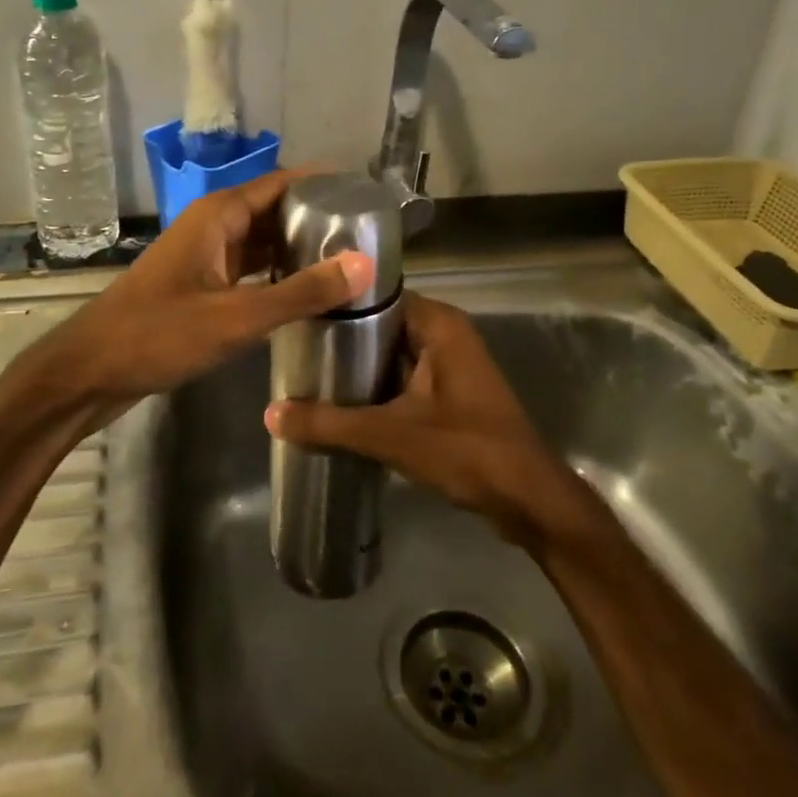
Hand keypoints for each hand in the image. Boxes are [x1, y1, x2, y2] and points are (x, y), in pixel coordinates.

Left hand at [30, 170, 371, 411]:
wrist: (90, 372)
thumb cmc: (159, 334)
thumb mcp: (236, 316)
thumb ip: (301, 293)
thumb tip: (364, 265)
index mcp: (217, 216)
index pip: (280, 183)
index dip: (321, 184)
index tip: (365, 194)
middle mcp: (211, 228)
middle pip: (272, 211)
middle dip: (315, 219)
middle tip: (367, 235)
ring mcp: (203, 258)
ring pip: (259, 243)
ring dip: (296, 249)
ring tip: (346, 262)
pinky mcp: (198, 287)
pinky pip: (247, 270)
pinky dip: (275, 276)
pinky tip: (304, 294)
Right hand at [263, 294, 593, 549]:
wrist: (528, 500)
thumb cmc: (466, 451)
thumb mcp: (391, 435)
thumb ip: (330, 424)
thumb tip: (270, 414)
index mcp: (438, 324)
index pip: (378, 295)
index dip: (338, 303)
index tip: (297, 311)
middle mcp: (445, 334)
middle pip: (381, 326)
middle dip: (341, 340)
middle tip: (291, 348)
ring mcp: (449, 365)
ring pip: (390, 355)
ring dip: (356, 368)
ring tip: (304, 374)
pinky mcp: (449, 395)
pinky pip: (402, 380)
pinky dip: (375, 390)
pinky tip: (338, 405)